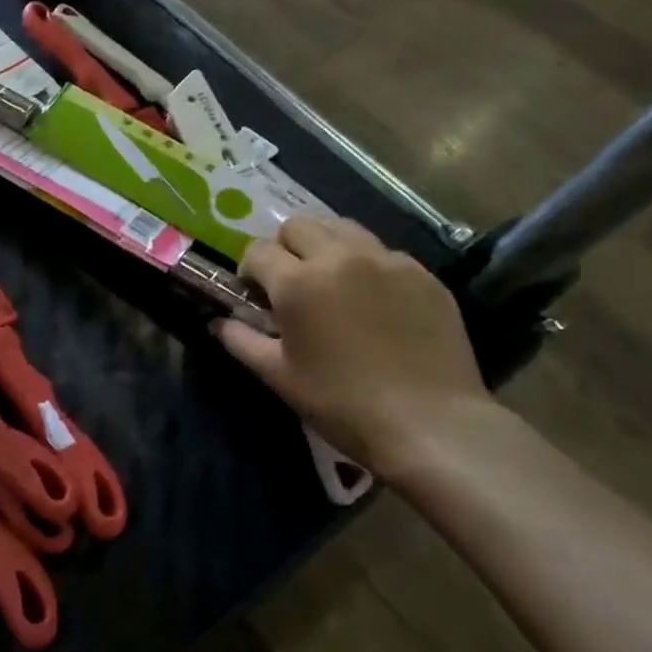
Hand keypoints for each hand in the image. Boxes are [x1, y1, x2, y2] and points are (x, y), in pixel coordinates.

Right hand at [215, 216, 489, 475]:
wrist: (432, 425)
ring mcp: (386, 262)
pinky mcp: (423, 275)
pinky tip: (373, 299)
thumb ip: (241, 341)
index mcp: (297, 282)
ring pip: (342, 228)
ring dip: (325, 246)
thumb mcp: (279, 376)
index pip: (257, 251)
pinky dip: (367, 264)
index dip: (249, 270)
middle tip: (291, 283)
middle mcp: (339, 258)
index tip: (255, 295)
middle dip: (285, 248)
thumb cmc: (342, 403)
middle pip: (298, 226)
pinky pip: (383, 252)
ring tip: (331, 280)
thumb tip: (220, 322)